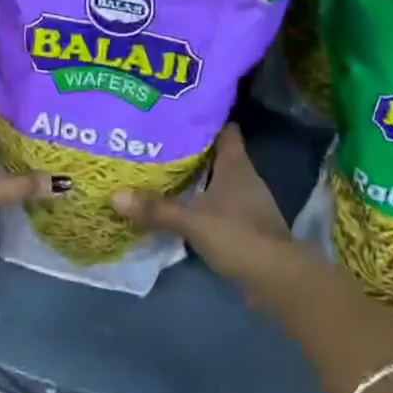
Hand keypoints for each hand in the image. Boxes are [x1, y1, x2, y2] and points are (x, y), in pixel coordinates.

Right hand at [112, 125, 298, 286]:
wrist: (276, 277)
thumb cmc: (237, 234)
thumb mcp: (191, 221)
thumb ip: (156, 208)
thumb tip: (116, 195)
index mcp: (236, 164)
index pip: (225, 130)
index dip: (206, 119)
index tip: (181, 114)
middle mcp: (245, 177)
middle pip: (219, 154)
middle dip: (194, 150)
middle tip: (162, 143)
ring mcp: (250, 202)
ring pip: (220, 181)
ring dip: (199, 179)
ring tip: (167, 173)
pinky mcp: (249, 225)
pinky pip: (223, 205)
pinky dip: (205, 204)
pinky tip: (185, 208)